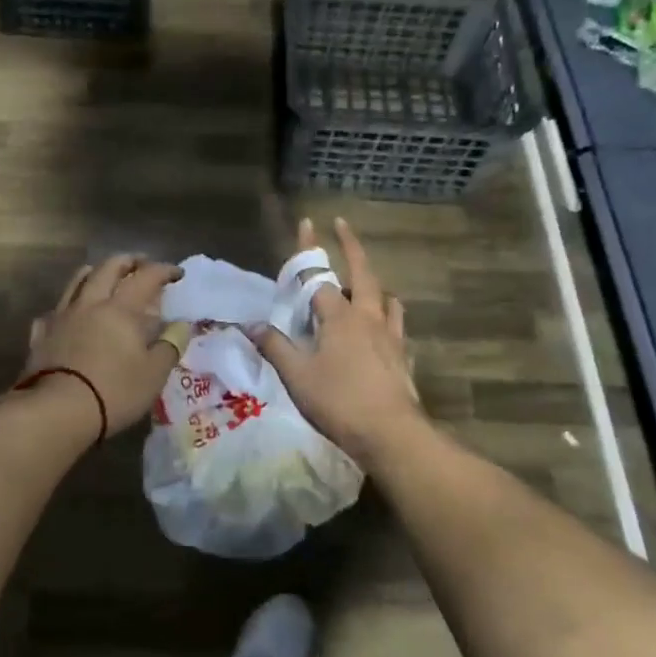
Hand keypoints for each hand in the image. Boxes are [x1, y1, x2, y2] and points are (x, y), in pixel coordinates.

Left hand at [22, 256, 185, 437]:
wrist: (57, 411)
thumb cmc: (114, 391)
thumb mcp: (154, 373)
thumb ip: (170, 345)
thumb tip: (181, 325)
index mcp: (120, 309)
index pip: (145, 277)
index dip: (163, 270)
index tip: (177, 273)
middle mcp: (89, 304)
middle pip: (107, 268)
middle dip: (127, 261)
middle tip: (140, 264)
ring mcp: (61, 317)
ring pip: (75, 282)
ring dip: (93, 273)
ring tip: (102, 275)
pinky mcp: (40, 336)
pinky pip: (52, 312)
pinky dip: (65, 308)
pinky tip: (68, 316)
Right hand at [252, 218, 426, 463]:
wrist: (392, 434)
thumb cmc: (339, 401)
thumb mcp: (297, 376)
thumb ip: (275, 347)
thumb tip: (253, 324)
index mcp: (340, 317)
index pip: (318, 277)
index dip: (309, 251)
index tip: (307, 222)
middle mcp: (368, 317)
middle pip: (362, 273)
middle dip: (351, 246)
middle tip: (343, 226)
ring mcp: (391, 336)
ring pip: (385, 298)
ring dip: (373, 284)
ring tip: (365, 285)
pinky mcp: (403, 357)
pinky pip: (396, 326)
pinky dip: (388, 317)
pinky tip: (383, 330)